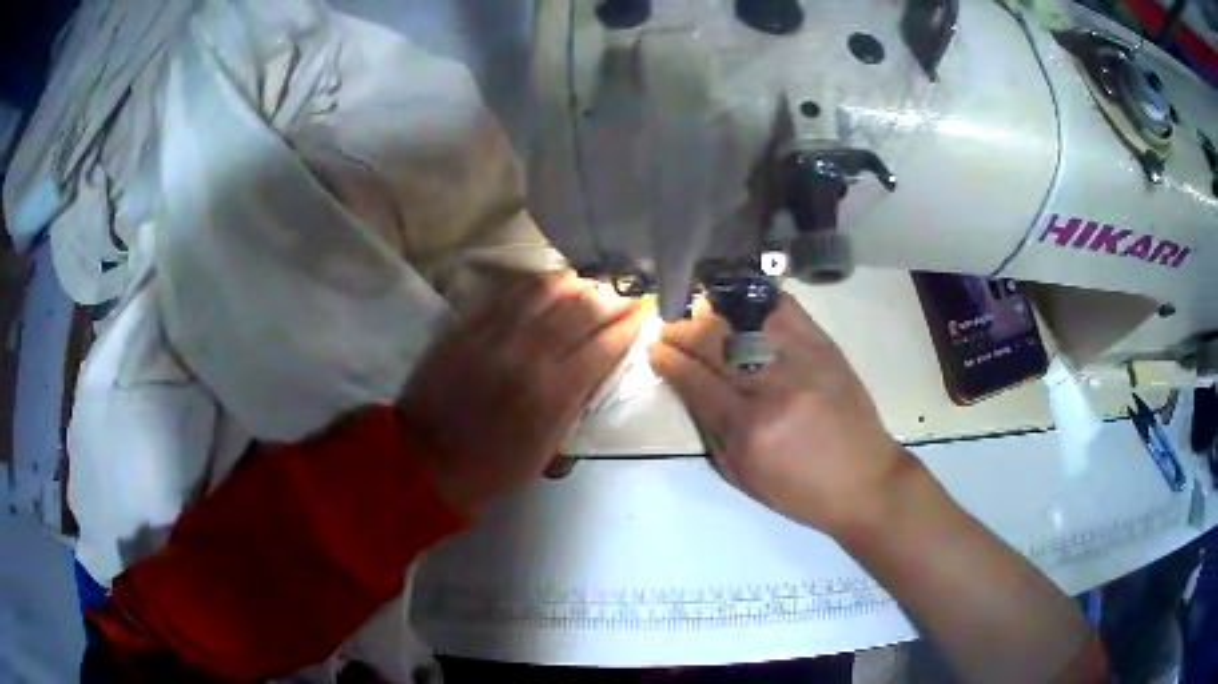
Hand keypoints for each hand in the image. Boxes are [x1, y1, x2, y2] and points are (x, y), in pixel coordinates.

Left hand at [401, 273, 641, 511]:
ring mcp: (497, 335)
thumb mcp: (548, 447)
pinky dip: (539, 283)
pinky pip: (512, 293)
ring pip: (547, 291)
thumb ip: (576, 402)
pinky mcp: (472, 326)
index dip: (628, 325)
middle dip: (612, 296)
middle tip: (628, 290)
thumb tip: (599, 364)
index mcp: (554, 393)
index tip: (644, 313)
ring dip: (578, 281)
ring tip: (595, 280)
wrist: (430, 458)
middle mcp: (530, 354)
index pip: (604, 344)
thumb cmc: (495, 465)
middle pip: (582, 309)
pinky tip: (554, 281)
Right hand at [648, 294, 910, 536]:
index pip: (695, 380)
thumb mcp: (743, 476)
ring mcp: (802, 361)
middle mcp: (772, 388)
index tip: (655, 350)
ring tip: (700, 315)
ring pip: (745, 319)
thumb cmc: (800, 491)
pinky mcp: (825, 347)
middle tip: (670, 329)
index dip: (669, 360)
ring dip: (714, 312)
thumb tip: (687, 386)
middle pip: (715, 342)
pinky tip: (742, 304)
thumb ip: (711, 430)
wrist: (864, 482)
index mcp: (748, 430)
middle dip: (683, 330)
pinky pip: (785, 309)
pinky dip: (758, 301)